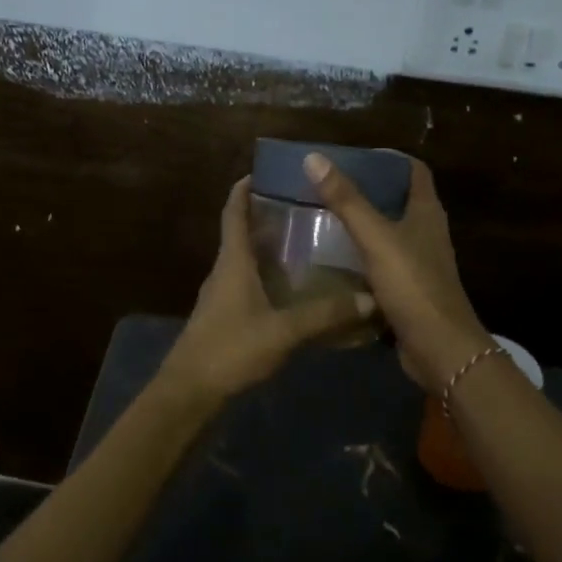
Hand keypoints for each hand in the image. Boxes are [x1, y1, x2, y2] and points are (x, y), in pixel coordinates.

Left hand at [159, 177, 376, 401]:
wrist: (190, 392)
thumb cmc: (230, 349)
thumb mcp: (283, 331)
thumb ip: (325, 315)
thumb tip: (370, 299)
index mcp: (232, 262)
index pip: (233, 213)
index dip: (244, 189)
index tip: (264, 170)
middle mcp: (224, 271)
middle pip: (242, 233)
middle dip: (267, 216)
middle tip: (305, 206)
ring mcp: (222, 296)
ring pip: (246, 261)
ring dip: (269, 248)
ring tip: (307, 242)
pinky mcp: (225, 318)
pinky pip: (249, 286)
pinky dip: (269, 278)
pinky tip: (295, 289)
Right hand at [303, 152, 490, 393]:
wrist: (439, 348)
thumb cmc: (413, 285)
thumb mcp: (376, 238)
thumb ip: (346, 200)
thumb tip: (314, 158)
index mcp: (426, 212)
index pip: (413, 170)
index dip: (387, 159)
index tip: (353, 156)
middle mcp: (426, 233)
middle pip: (398, 200)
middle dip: (367, 190)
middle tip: (328, 186)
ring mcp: (419, 263)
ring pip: (388, 233)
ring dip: (362, 225)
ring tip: (323, 218)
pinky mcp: (408, 290)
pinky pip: (381, 264)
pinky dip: (361, 258)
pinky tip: (333, 260)